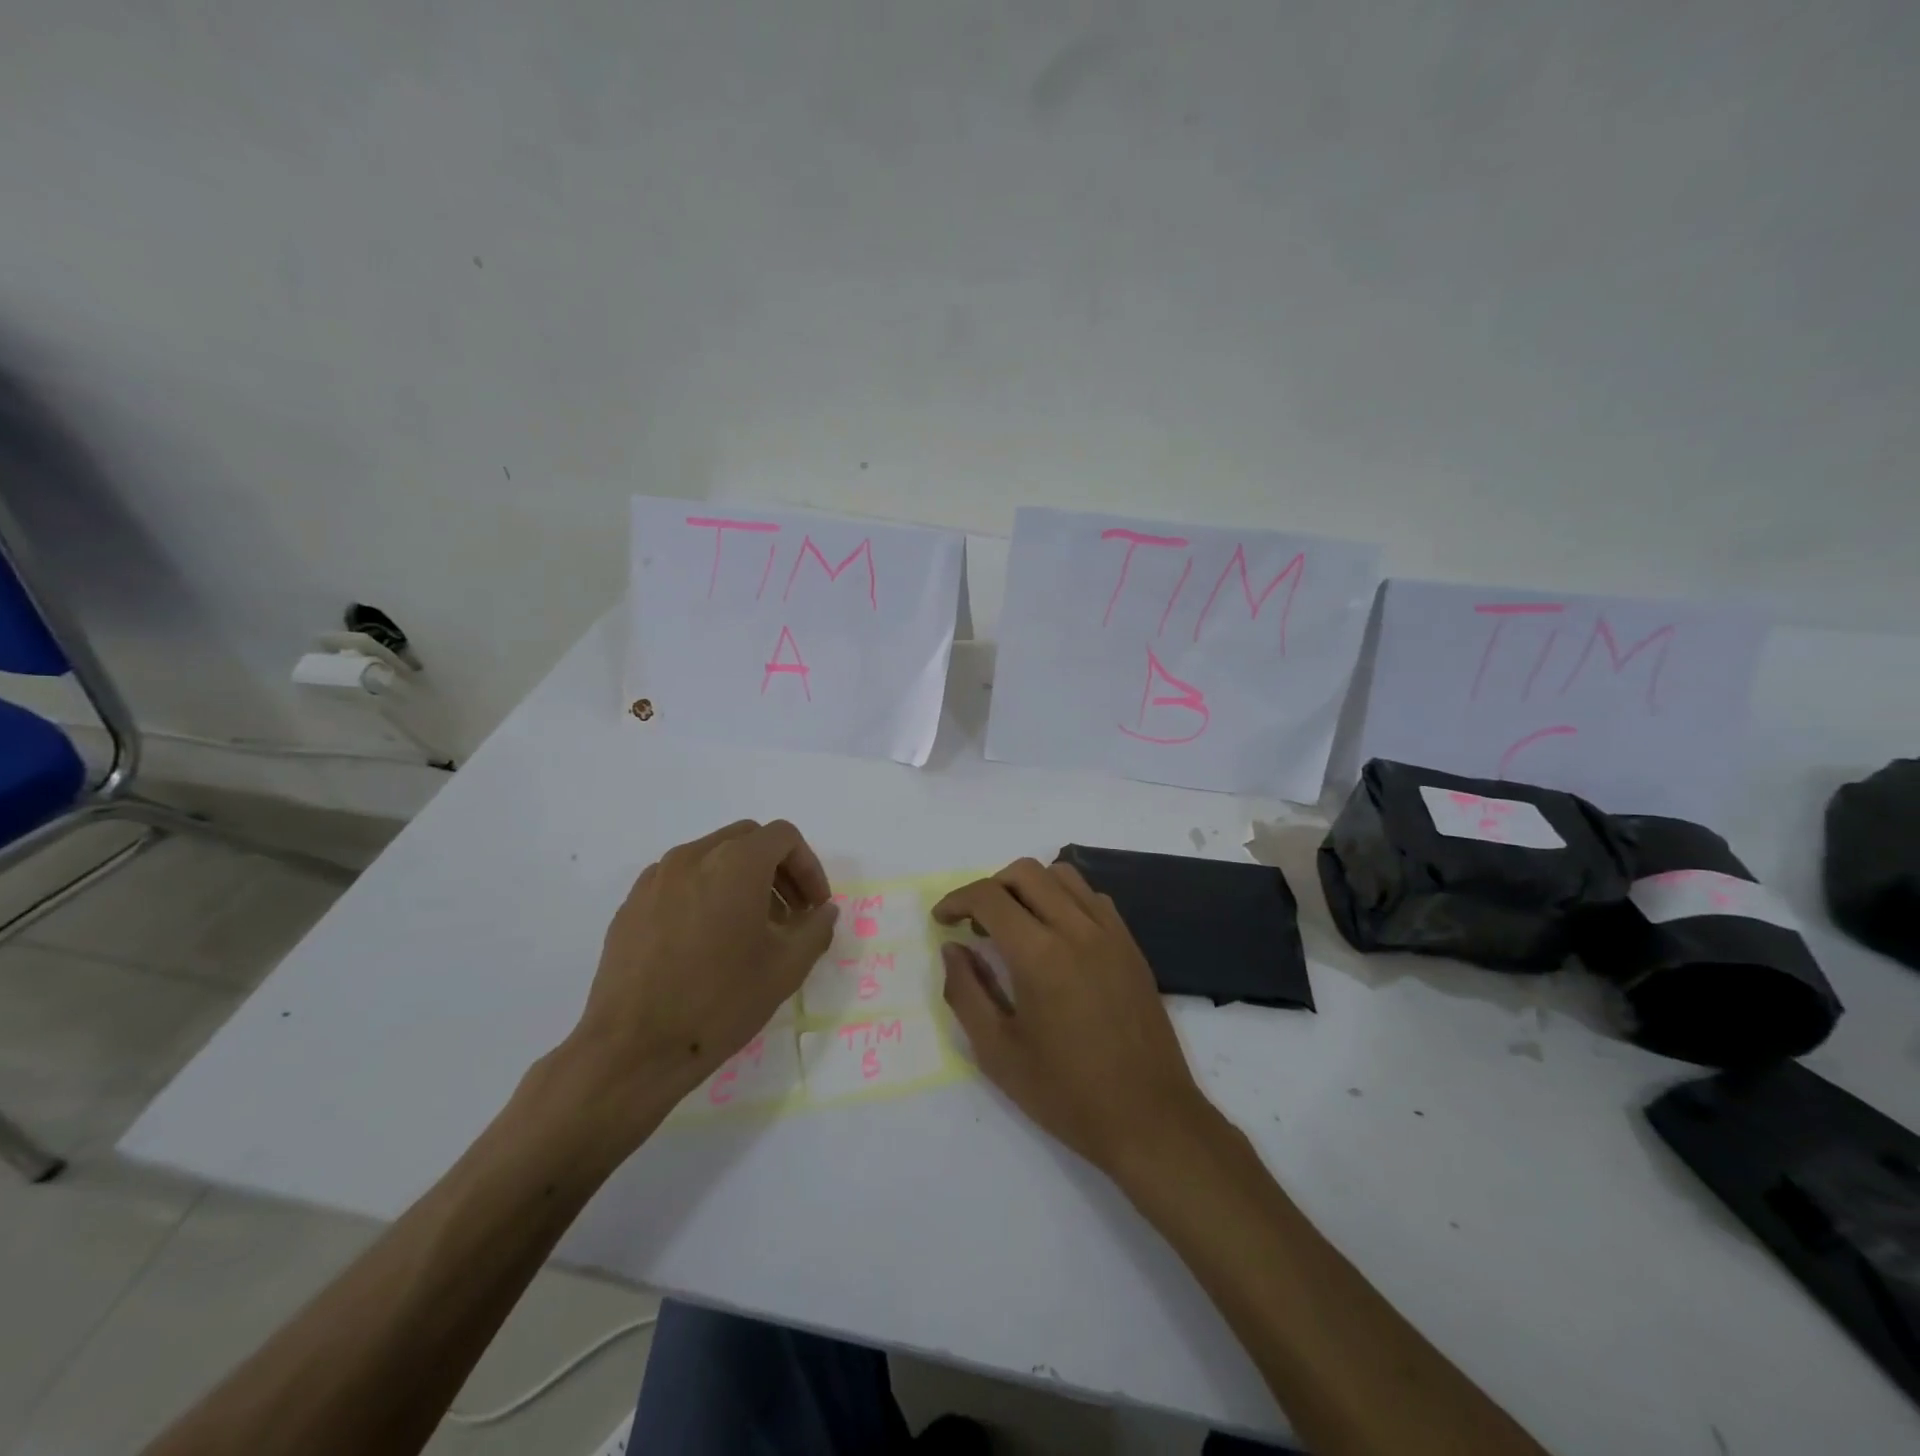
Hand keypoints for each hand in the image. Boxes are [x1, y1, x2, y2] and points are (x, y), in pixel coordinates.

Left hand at [557, 820, 836, 1138]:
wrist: (632, 1048)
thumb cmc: (720, 1002)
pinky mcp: (632, 904)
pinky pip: (680, 881)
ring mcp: (656, 878)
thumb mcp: (786, 967)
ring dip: (741, 879)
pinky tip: (707, 941)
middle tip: (790, 914)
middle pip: (748, 839)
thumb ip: (816, 928)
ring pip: (712, 857)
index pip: (784, 837)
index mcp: (735, 863)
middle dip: (777, 869)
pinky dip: (705, 893)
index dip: (809, 867)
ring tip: (749, 929)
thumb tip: (823, 911)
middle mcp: (693, 856)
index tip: (814, 907)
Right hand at [934, 858, 1213, 1176]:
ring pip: (1062, 875)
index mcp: (1039, 955)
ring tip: (1015, 924)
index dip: (957, 900)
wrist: (1148, 1117)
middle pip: (1025, 872)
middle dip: (990, 887)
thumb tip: (952, 949)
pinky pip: (1092, 897)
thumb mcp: (997, 1052)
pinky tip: (1056, 936)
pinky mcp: (1130, 944)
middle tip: (976, 924)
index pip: (989, 897)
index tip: (942, 919)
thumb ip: (966, 992)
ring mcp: (1110, 933)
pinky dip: (1064, 898)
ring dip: (1029, 887)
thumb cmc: (1066, 1092)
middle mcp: (1077, 929)